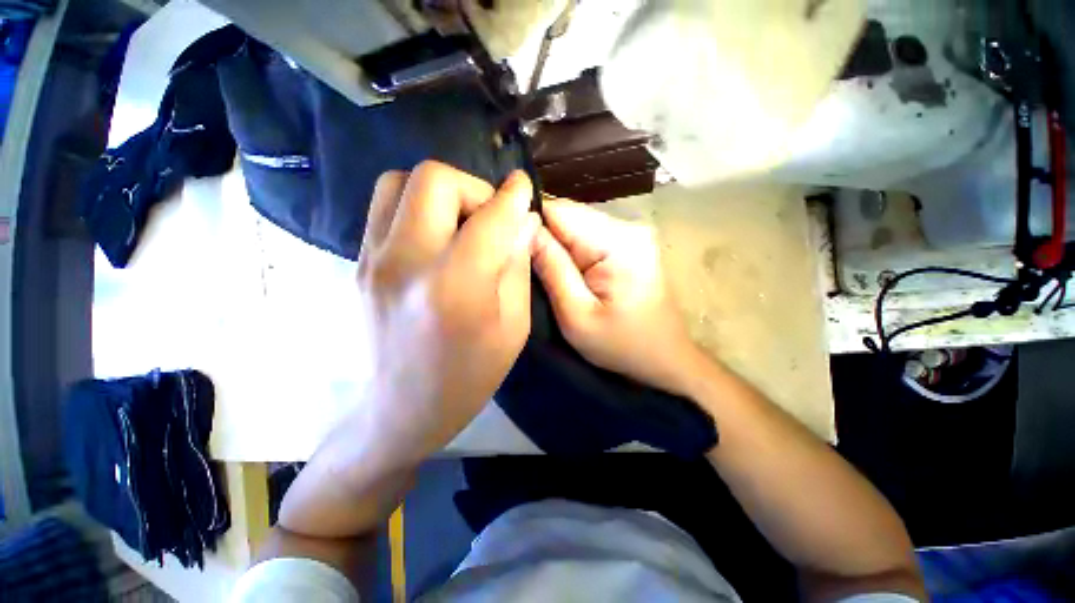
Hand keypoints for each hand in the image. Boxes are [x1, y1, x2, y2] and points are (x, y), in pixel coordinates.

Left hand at [354, 162, 539, 465]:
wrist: (401, 409)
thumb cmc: (469, 376)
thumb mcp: (513, 327)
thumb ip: (518, 266)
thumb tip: (523, 222)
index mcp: (457, 287)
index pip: (490, 218)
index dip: (513, 195)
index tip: (523, 187)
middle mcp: (408, 262)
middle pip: (435, 179)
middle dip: (473, 188)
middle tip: (489, 217)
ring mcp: (373, 259)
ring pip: (400, 181)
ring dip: (440, 192)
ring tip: (459, 222)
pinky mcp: (358, 262)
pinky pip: (384, 208)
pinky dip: (415, 206)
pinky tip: (434, 236)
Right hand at [532, 198, 701, 395]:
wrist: (664, 357)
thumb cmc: (621, 345)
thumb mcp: (576, 315)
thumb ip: (551, 269)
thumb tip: (524, 228)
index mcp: (617, 242)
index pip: (559, 210)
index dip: (532, 223)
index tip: (515, 247)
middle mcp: (628, 226)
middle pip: (568, 215)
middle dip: (545, 237)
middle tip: (532, 268)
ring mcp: (632, 232)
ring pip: (576, 224)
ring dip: (559, 245)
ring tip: (551, 273)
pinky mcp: (631, 242)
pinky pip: (589, 235)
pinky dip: (573, 250)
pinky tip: (571, 272)